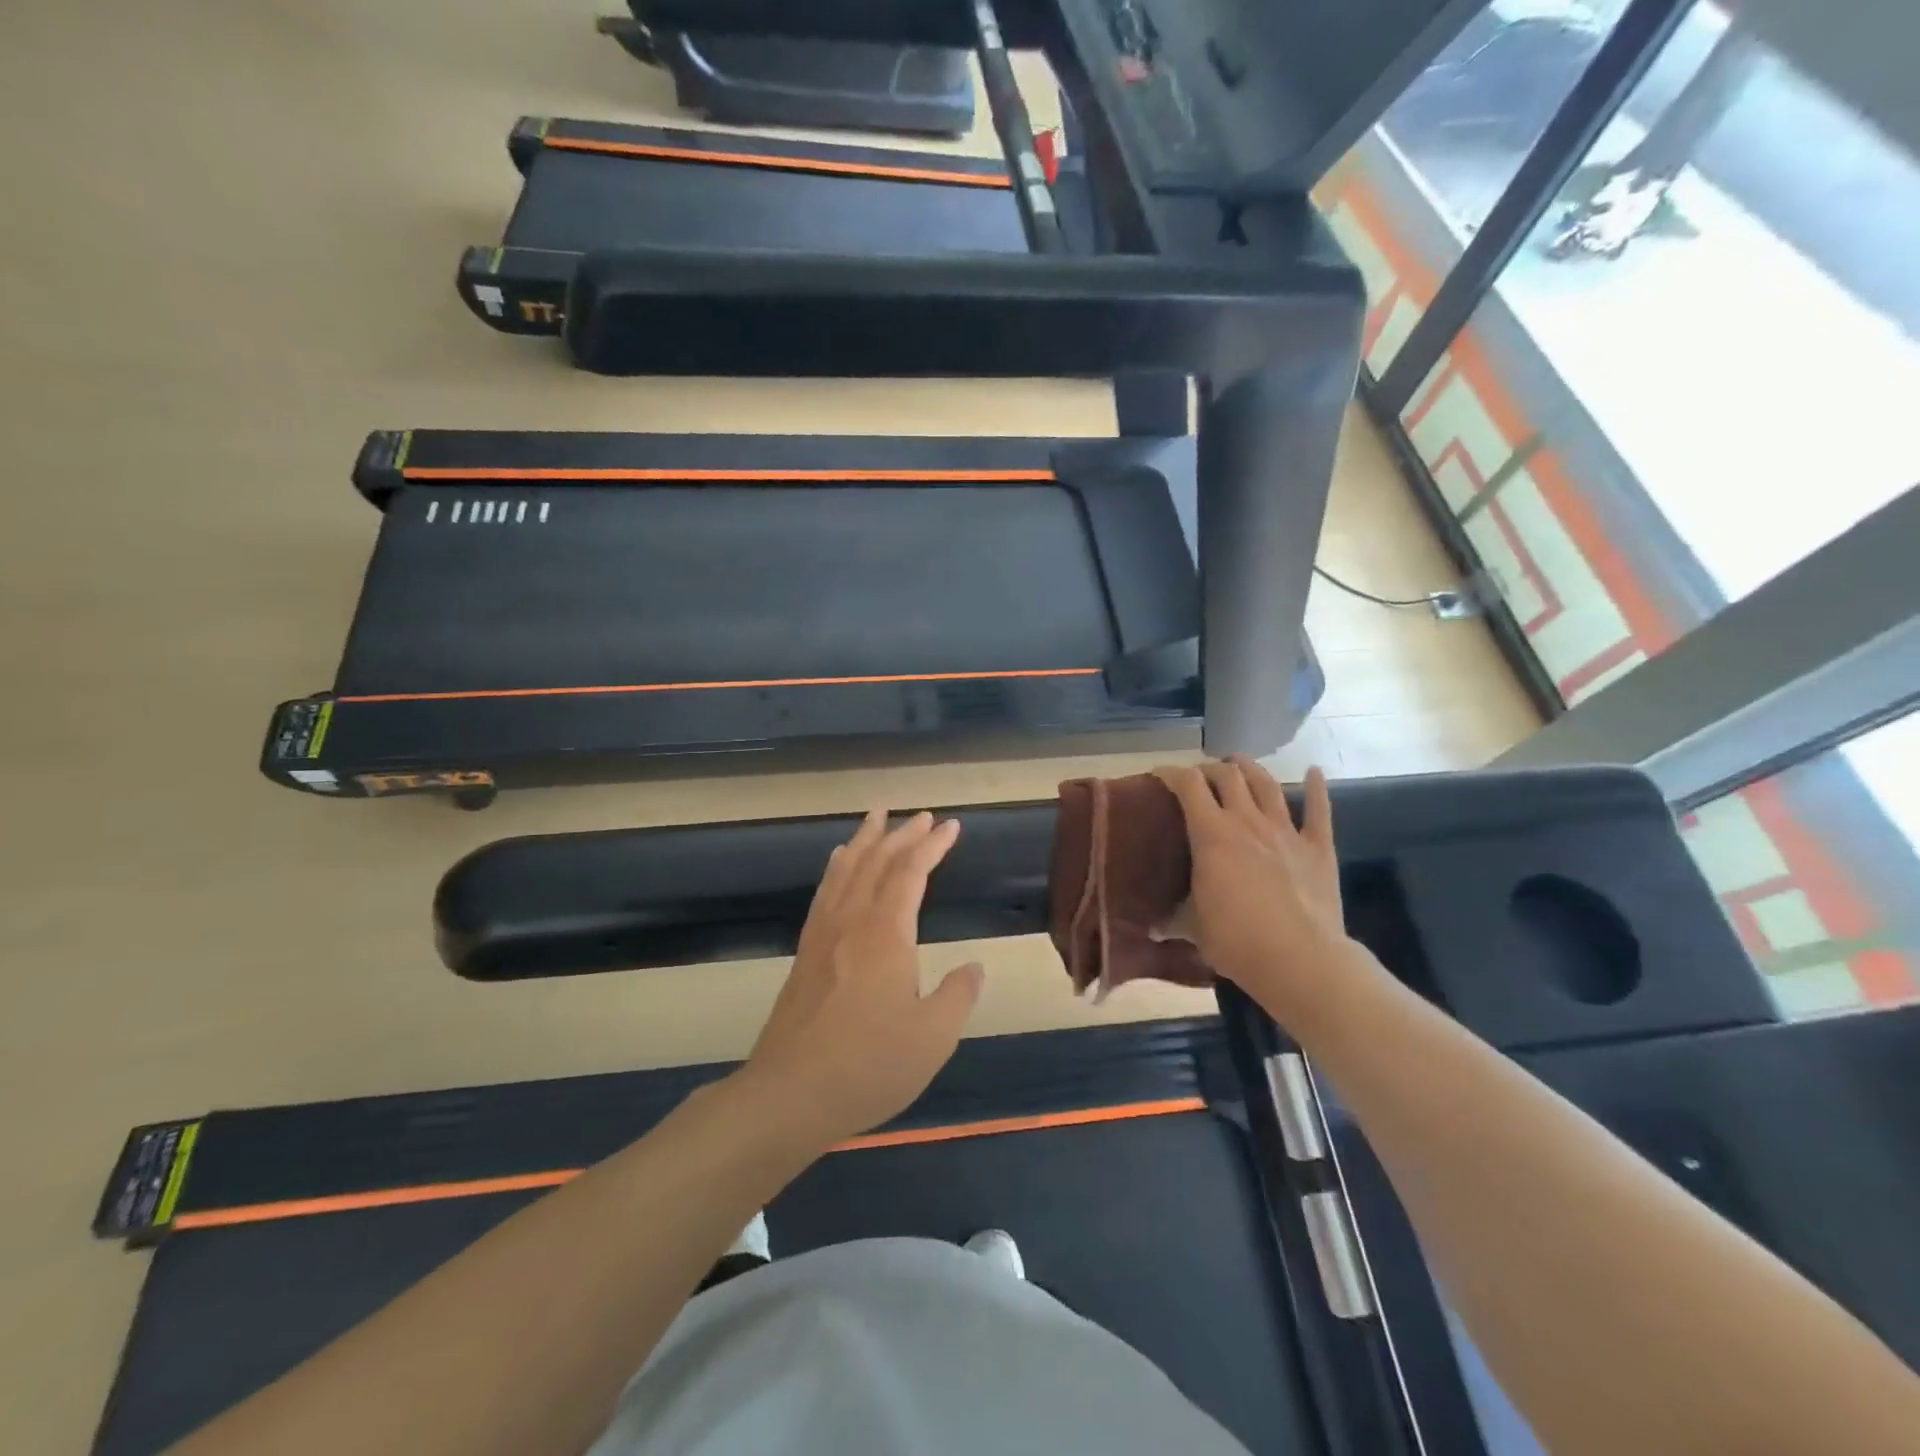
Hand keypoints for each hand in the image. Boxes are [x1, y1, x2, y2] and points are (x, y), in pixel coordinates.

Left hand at [738, 810, 983, 1151]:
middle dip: (902, 835)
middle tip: (922, 815)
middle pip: (876, 862)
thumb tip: (972, 968)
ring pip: (846, 870)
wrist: (788, 1095)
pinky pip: (825, 892)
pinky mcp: (805, 953)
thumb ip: (957, 996)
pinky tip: (839, 864)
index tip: (951, 826)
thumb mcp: (932, 1038)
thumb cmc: (868, 1066)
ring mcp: (823, 935)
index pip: (911, 873)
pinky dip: (837, 868)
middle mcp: (851, 922)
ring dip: (865, 840)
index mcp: (886, 934)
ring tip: (876, 817)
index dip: (932, 846)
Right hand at [1156, 758, 1365, 1027]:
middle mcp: (1247, 822)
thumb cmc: (1237, 941)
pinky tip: (1314, 772)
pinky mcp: (1318, 848)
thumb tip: (1152, 928)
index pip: (1187, 785)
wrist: (1300, 960)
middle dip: (1210, 769)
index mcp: (1211, 835)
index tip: (1159, 774)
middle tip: (1200, 777)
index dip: (1171, 773)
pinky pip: (1319, 810)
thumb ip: (1173, 919)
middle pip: (1228, 775)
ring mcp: (1286, 832)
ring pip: (1267, 784)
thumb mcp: (1192, 928)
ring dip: (1251, 769)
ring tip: (1239, 765)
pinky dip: (1316, 788)